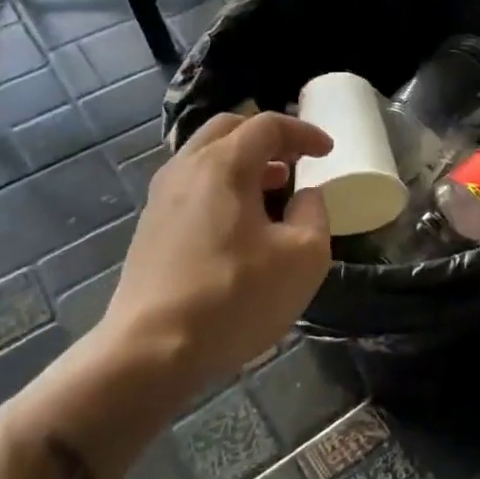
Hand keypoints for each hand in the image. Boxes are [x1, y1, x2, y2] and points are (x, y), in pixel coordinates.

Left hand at [96, 112, 333, 390]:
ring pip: (205, 157)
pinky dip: (223, 186)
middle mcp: (185, 169)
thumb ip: (314, 213)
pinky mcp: (150, 228)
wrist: (151, 352)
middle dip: (268, 137)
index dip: (303, 132)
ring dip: (244, 163)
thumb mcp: (303, 257)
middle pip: (229, 129)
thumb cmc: (235, 298)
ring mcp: (161, 199)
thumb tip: (304, 195)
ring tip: (273, 189)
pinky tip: (240, 223)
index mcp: (223, 165)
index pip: (267, 125)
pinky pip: (192, 186)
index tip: (329, 151)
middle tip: (296, 159)